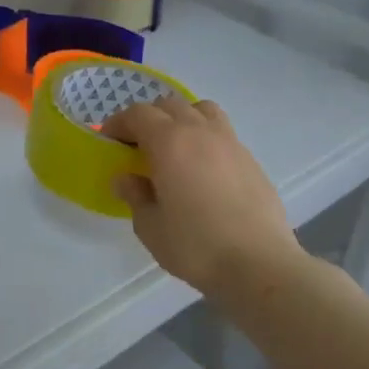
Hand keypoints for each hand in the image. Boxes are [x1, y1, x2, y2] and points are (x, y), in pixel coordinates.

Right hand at [102, 97, 300, 295]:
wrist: (259, 264)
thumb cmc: (195, 246)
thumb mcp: (150, 226)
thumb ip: (135, 195)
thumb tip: (126, 178)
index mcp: (169, 142)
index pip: (138, 114)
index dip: (119, 123)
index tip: (109, 141)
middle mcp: (200, 131)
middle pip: (169, 105)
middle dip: (148, 119)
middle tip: (137, 146)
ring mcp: (230, 142)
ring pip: (201, 110)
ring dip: (182, 119)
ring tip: (175, 147)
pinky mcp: (251, 159)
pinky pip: (222, 132)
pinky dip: (205, 138)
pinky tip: (202, 170)